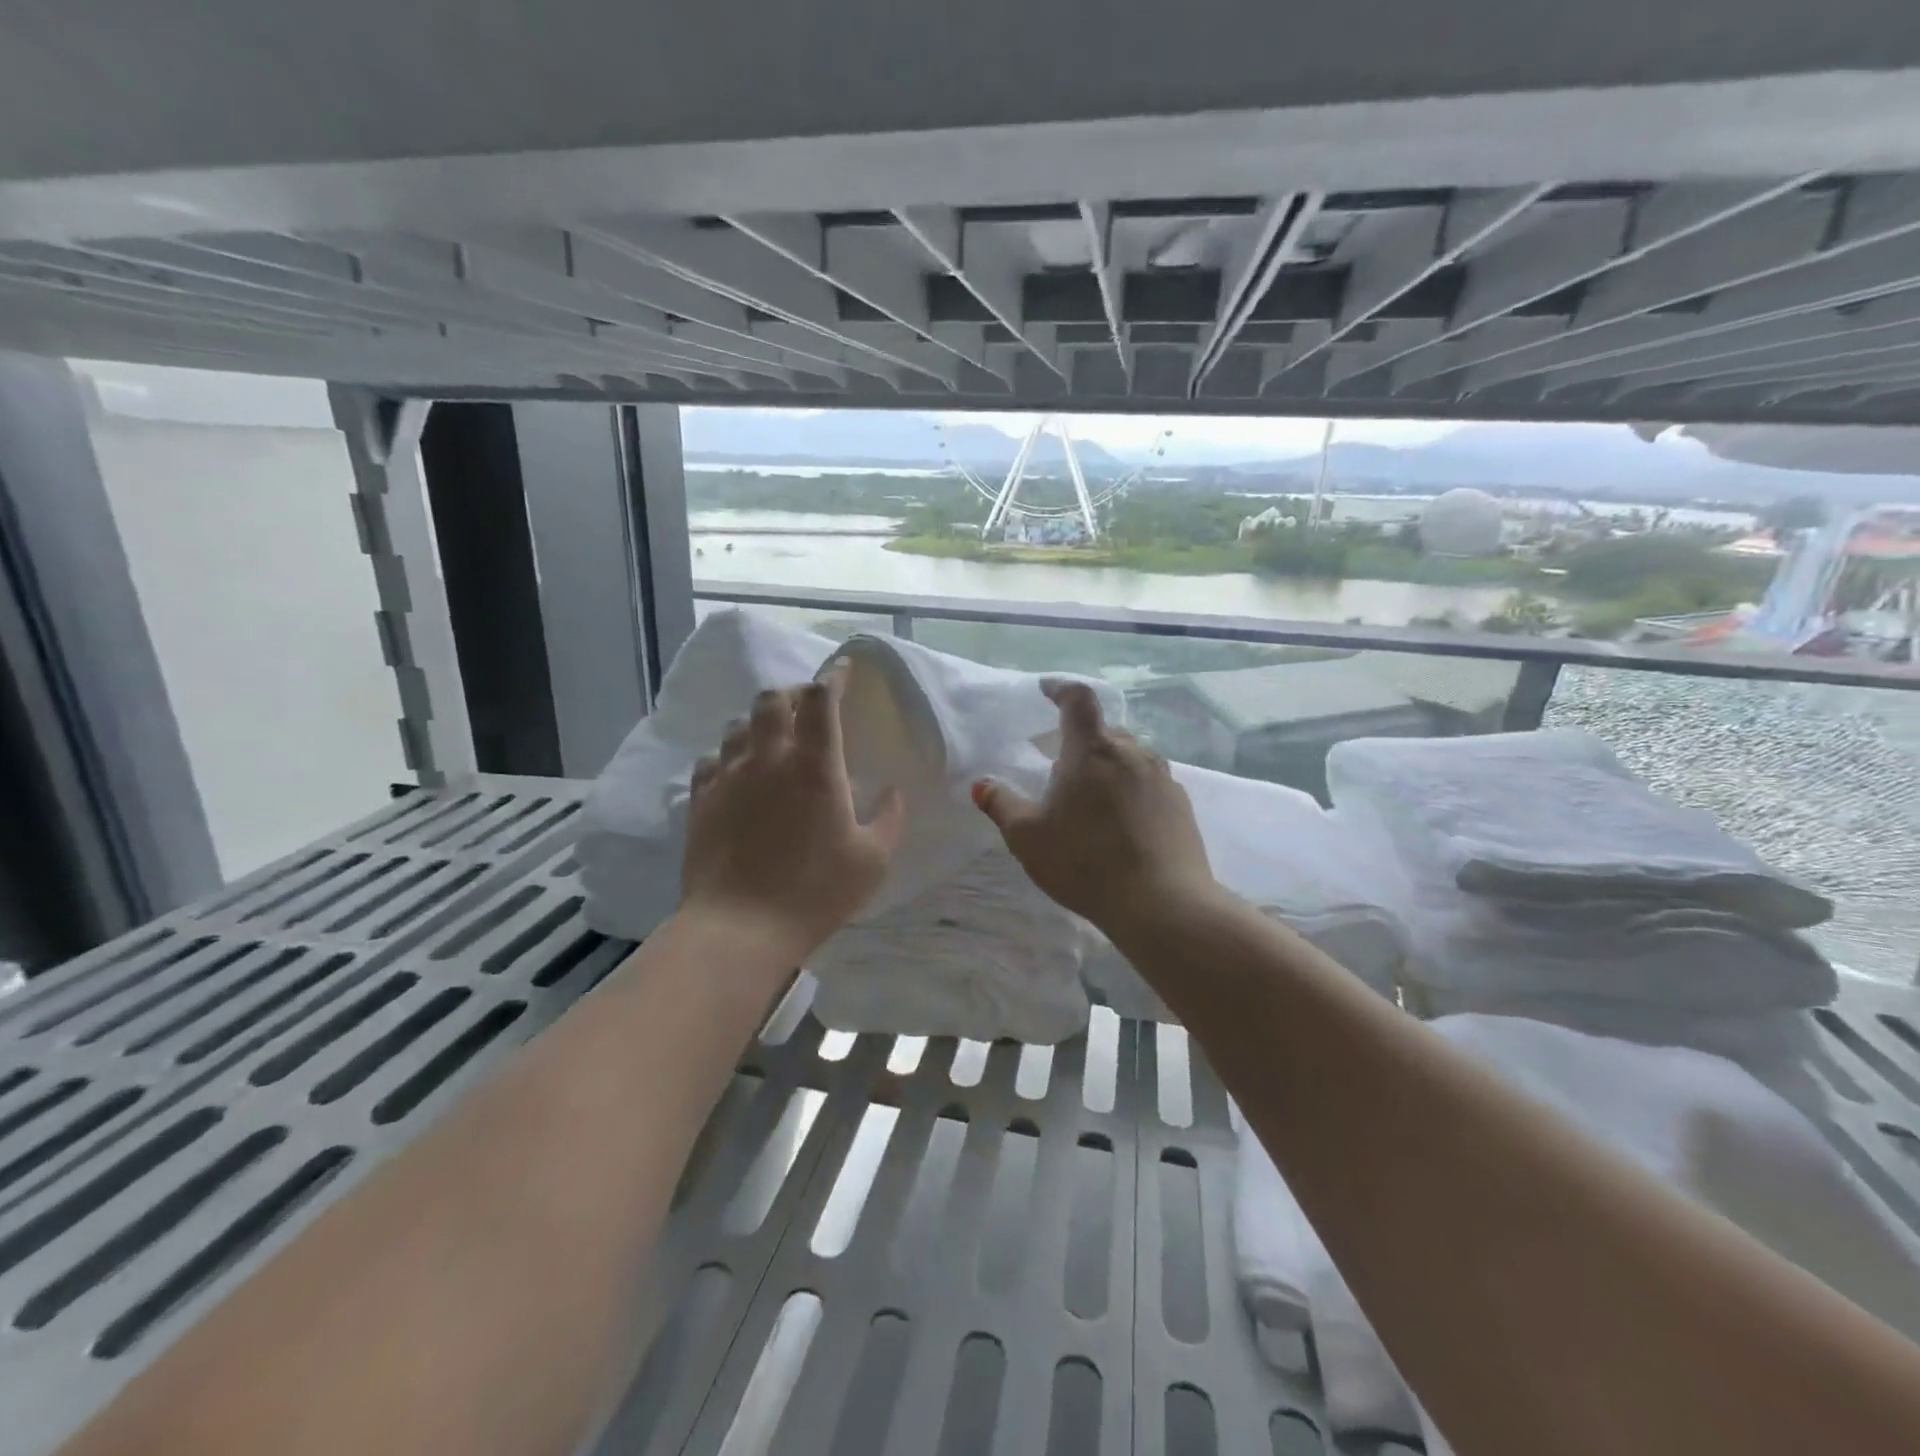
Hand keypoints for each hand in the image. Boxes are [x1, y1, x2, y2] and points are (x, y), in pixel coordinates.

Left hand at [680, 670, 905, 963]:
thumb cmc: (815, 892)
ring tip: (773, 739)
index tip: (842, 671)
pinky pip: (711, 759)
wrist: (740, 929)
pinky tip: (738, 773)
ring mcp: (729, 776)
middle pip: (772, 699)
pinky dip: (729, 755)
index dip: (833, 677)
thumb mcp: (873, 861)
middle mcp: (769, 757)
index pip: (821, 698)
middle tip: (808, 707)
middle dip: (793, 693)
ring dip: (759, 722)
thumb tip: (892, 791)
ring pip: (739, 725)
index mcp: (815, 765)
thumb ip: (889, 818)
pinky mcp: (701, 800)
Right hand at [972, 680, 1216, 933]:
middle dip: (1082, 741)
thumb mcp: (1028, 838)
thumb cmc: (1085, 863)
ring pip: (1130, 757)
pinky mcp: (1181, 804)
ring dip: (1109, 767)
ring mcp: (1162, 777)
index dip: (1061, 689)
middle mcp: (1131, 752)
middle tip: (1062, 768)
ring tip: (1093, 799)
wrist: (1162, 903)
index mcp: (1091, 750)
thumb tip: (981, 785)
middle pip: (1104, 731)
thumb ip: (1002, 806)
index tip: (1047, 691)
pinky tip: (1123, 824)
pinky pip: (1150, 783)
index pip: (1078, 700)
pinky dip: (1132, 790)